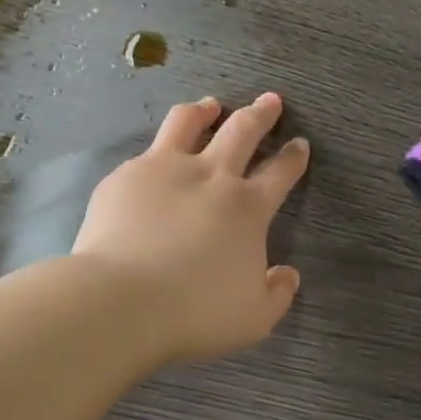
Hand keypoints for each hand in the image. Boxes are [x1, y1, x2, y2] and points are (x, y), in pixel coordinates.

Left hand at [74, 92, 309, 363]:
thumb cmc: (194, 312)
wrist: (121, 301)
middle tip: (270, 100)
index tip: (299, 143)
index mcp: (247, 208)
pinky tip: (155, 160)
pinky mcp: (126, 176)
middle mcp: (211, 176)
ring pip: (189, 122)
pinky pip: (148, 152)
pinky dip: (160, 149)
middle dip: (261, 114)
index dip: (293, 156)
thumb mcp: (254, 318)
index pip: (280, 172)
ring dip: (206, 111)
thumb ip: (278, 294)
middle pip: (242, 131)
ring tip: (211, 106)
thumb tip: (288, 274)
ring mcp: (165, 169)